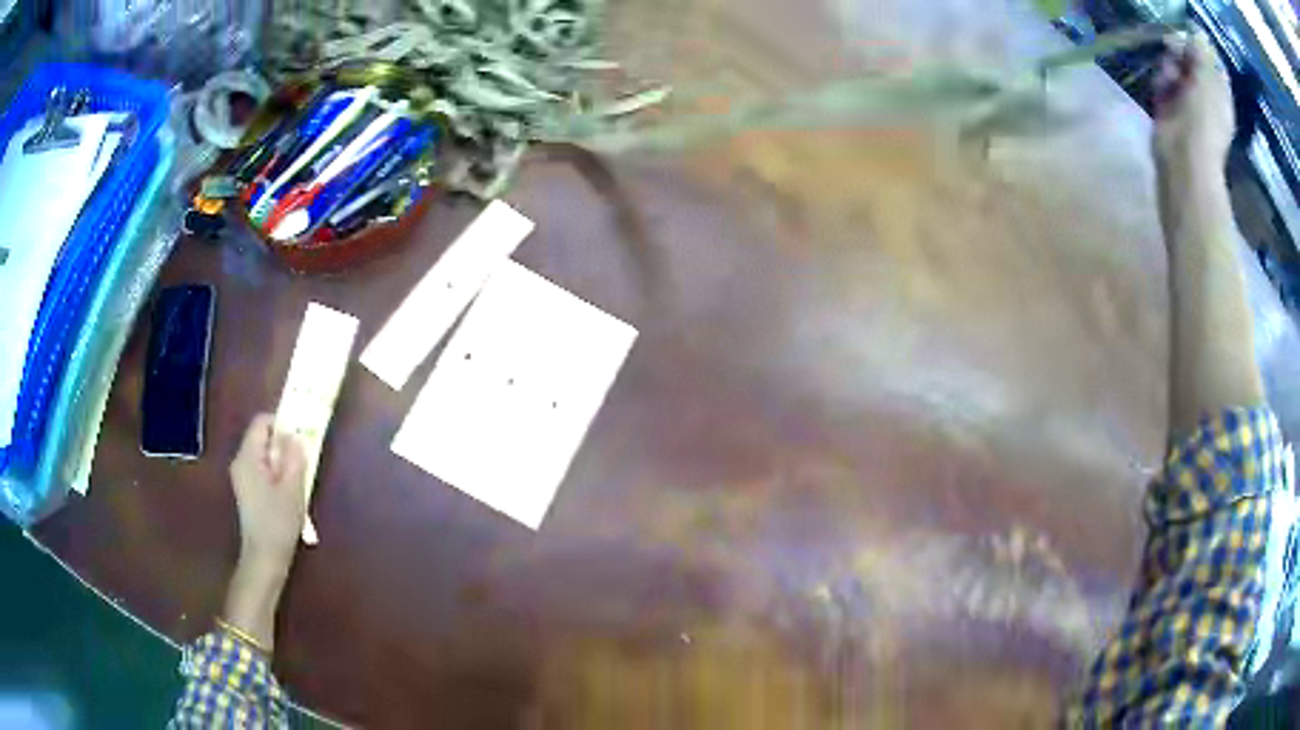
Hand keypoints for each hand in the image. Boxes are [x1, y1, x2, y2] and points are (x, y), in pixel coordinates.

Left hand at [229, 413, 306, 571]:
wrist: (264, 558)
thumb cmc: (278, 522)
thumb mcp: (292, 488)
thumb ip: (294, 456)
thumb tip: (296, 435)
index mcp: (248, 457)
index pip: (261, 422)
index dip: (281, 422)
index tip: (300, 436)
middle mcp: (240, 462)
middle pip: (262, 437)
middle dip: (283, 443)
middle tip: (303, 459)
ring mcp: (242, 477)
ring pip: (263, 454)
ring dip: (282, 460)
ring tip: (298, 479)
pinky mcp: (247, 491)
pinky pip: (262, 469)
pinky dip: (276, 472)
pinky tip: (288, 493)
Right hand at [1153, 33, 1234, 173]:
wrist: (1185, 156)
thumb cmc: (1204, 120)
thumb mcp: (1207, 79)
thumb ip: (1202, 52)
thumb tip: (1199, 31)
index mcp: (1221, 94)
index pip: (1213, 63)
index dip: (1202, 48)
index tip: (1192, 39)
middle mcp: (1207, 95)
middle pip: (1193, 60)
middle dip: (1183, 52)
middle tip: (1176, 50)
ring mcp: (1189, 100)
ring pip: (1177, 67)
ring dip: (1171, 65)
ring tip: (1171, 75)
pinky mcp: (1171, 104)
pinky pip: (1164, 80)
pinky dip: (1162, 79)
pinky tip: (1163, 86)